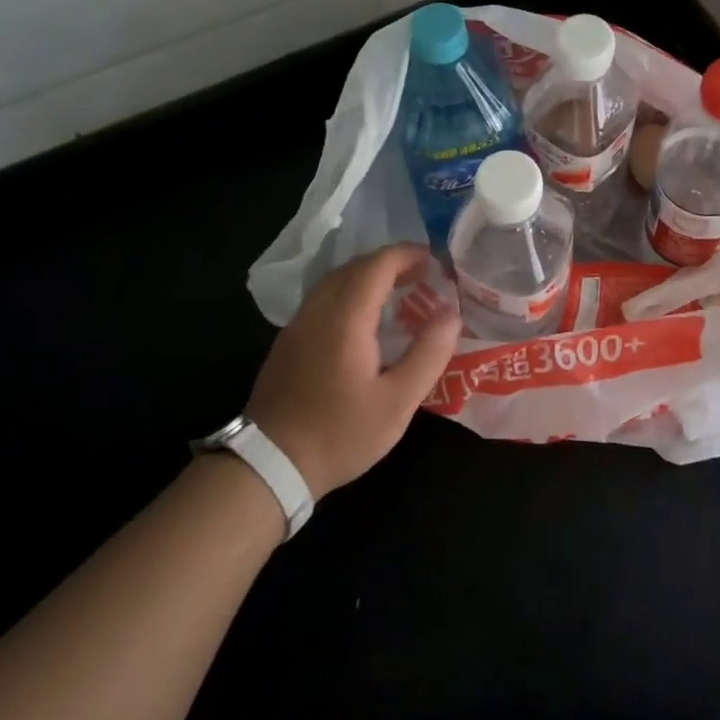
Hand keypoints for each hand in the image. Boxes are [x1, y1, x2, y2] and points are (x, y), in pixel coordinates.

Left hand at [245, 244, 459, 498]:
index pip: (377, 265)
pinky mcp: (287, 341)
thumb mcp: (396, 402)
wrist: (268, 465)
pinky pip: (322, 298)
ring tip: (398, 291)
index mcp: (345, 318)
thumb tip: (451, 314)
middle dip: (390, 262)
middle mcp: (318, 310)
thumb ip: (428, 354)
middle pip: (355, 267)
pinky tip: (364, 318)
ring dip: (368, 276)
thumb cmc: (339, 433)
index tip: (434, 259)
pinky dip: (350, 292)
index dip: (407, 254)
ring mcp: (297, 324)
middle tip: (422, 274)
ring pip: (335, 281)